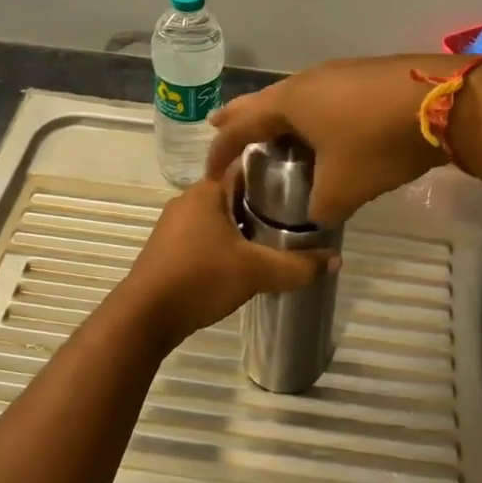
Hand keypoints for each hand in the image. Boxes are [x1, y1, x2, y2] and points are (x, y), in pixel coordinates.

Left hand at [118, 175, 334, 343]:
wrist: (145, 316)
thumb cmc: (200, 278)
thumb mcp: (256, 271)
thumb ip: (298, 266)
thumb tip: (336, 261)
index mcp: (207, 190)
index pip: (247, 166)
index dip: (276, 171)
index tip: (303, 180)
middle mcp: (189, 199)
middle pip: (235, 191)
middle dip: (264, 202)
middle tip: (298, 215)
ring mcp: (175, 224)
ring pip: (221, 215)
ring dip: (246, 224)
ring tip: (278, 238)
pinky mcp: (169, 248)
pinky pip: (206, 234)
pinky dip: (227, 241)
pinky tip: (245, 259)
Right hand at [206, 55, 456, 225]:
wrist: (446, 102)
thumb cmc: (379, 143)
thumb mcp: (344, 188)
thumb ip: (319, 208)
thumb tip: (315, 216)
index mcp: (290, 103)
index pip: (240, 126)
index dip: (221, 149)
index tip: (209, 170)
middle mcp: (308, 80)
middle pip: (263, 99)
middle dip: (240, 115)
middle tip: (218, 124)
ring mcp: (340, 72)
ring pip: (296, 94)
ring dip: (279, 113)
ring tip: (272, 126)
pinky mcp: (367, 73)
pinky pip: (323, 93)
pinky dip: (310, 110)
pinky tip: (324, 122)